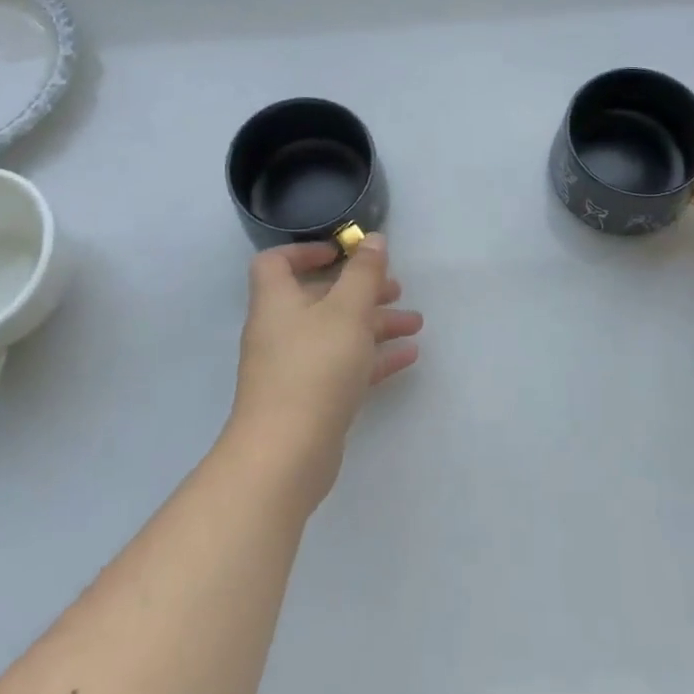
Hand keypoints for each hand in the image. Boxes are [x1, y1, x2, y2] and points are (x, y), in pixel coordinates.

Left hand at [227, 235, 421, 502]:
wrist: (286, 454)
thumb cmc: (314, 368)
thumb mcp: (347, 311)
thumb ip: (363, 273)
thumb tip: (372, 239)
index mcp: (277, 301)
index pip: (277, 262)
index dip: (307, 251)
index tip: (343, 252)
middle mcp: (281, 330)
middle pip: (320, 298)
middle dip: (360, 290)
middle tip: (397, 289)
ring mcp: (294, 367)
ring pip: (338, 333)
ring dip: (375, 324)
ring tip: (415, 323)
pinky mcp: (310, 399)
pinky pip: (344, 366)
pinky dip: (373, 357)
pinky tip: (409, 356)